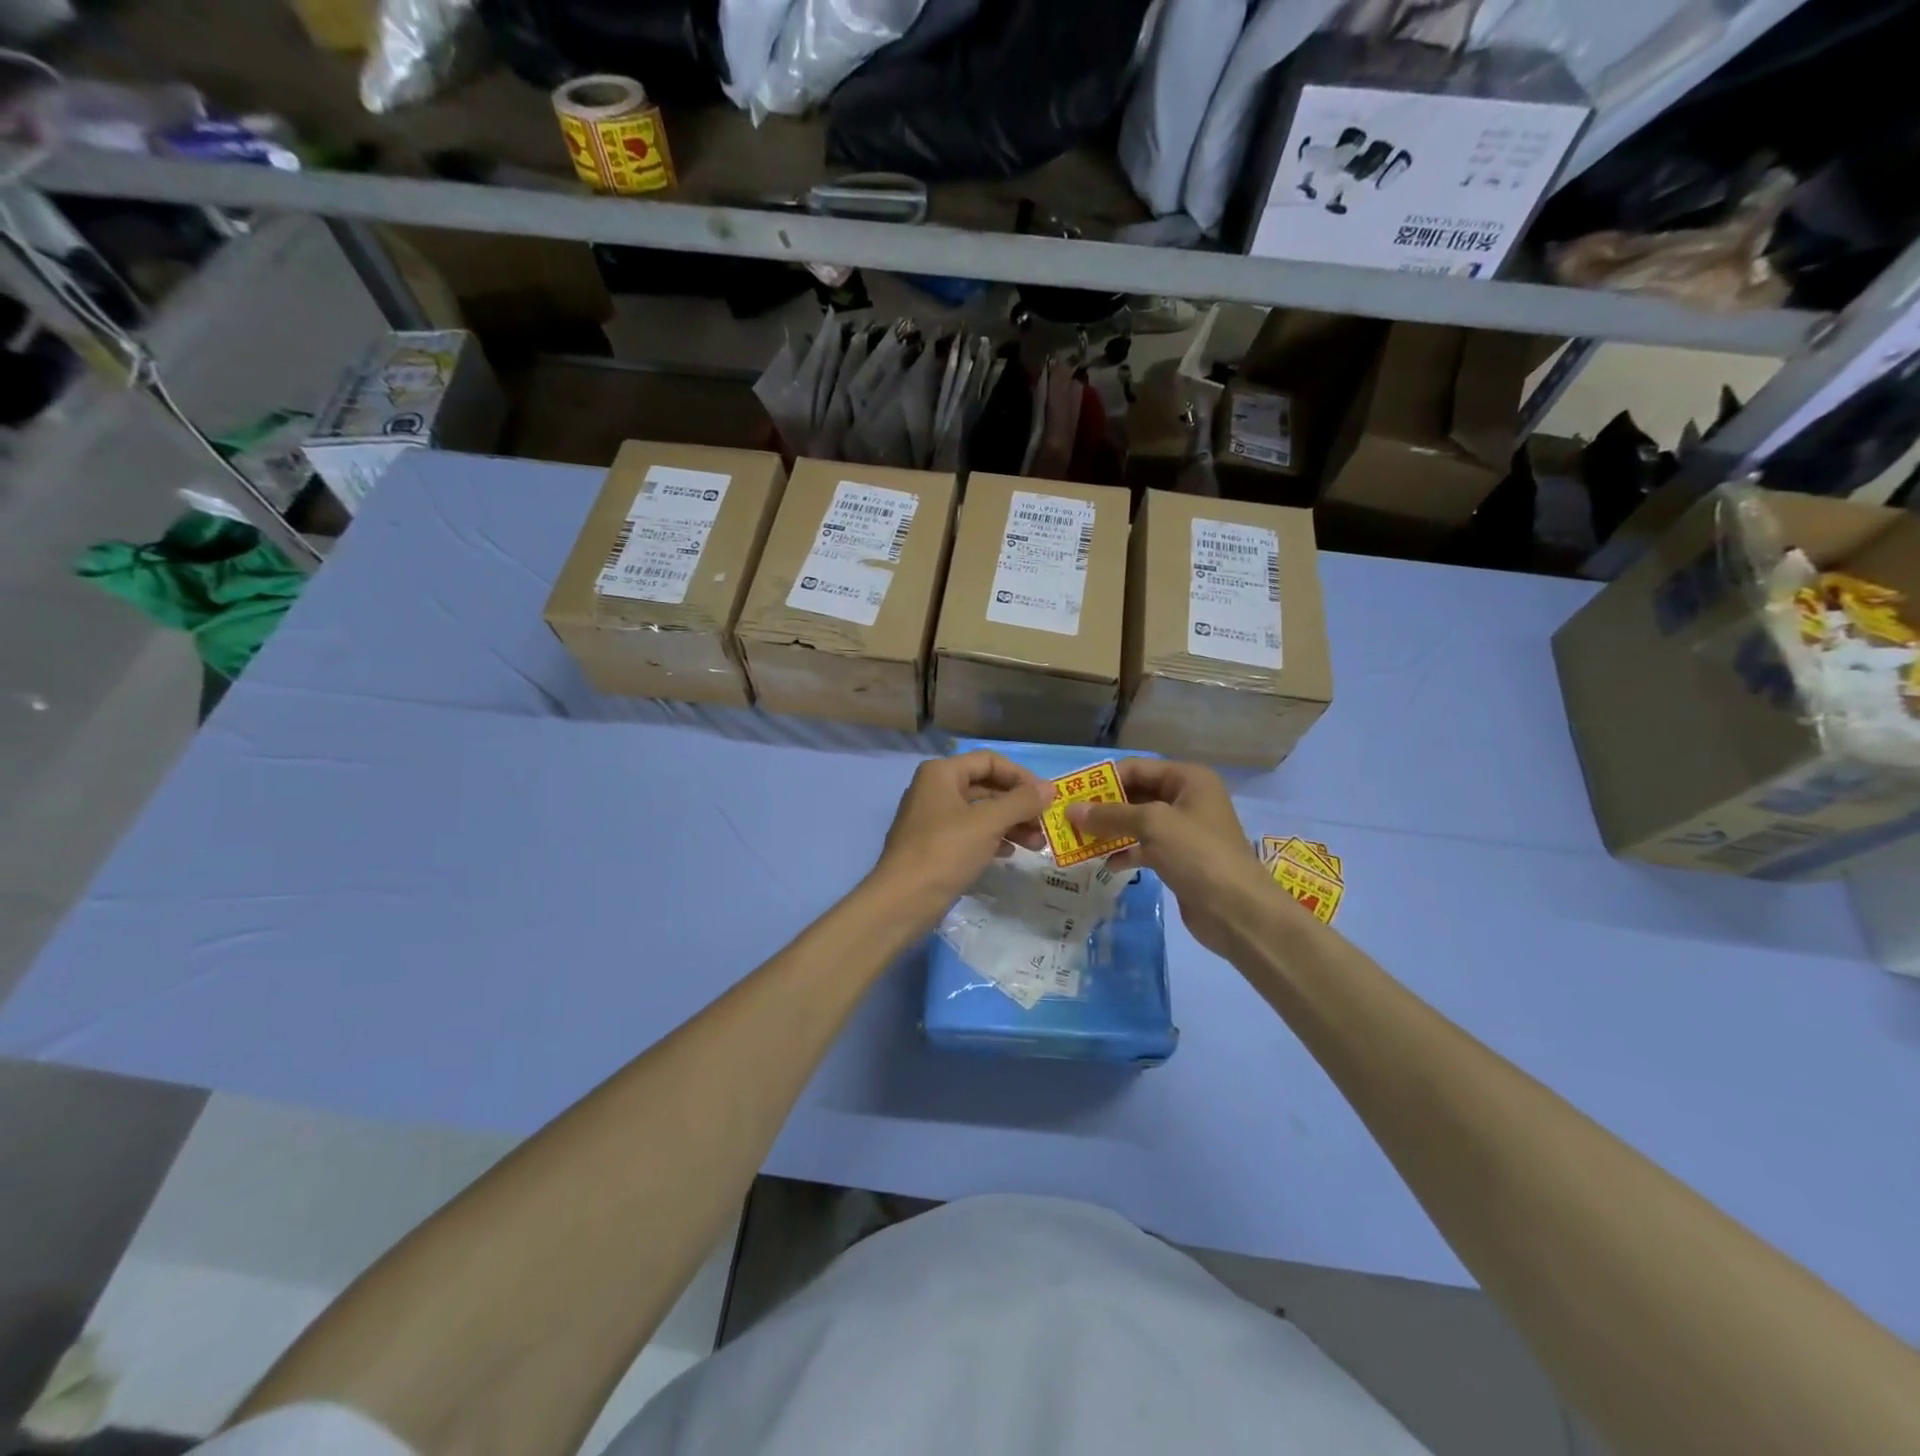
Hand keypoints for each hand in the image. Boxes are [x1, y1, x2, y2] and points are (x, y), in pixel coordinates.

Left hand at [869, 751, 1053, 929]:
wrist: (902, 901)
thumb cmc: (945, 852)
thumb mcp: (988, 823)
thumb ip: (1021, 802)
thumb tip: (1050, 788)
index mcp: (941, 773)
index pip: (989, 761)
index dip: (1021, 776)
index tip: (1046, 797)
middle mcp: (934, 789)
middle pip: (986, 787)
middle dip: (1018, 805)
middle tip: (1046, 824)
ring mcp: (933, 819)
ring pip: (980, 813)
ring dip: (1010, 824)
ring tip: (1037, 845)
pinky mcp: (934, 845)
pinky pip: (970, 833)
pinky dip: (992, 839)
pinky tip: (1010, 854)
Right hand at [1066, 759, 1294, 956]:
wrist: (1237, 911)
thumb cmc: (1198, 855)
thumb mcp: (1152, 825)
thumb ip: (1110, 815)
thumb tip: (1071, 810)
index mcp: (1188, 779)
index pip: (1136, 768)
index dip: (1103, 780)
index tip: (1071, 795)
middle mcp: (1187, 798)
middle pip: (1136, 794)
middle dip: (1104, 807)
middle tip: (1070, 820)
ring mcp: (1184, 830)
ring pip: (1138, 822)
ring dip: (1110, 831)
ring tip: (1079, 841)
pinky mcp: (1179, 858)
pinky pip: (1145, 847)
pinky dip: (1125, 852)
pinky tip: (1106, 864)